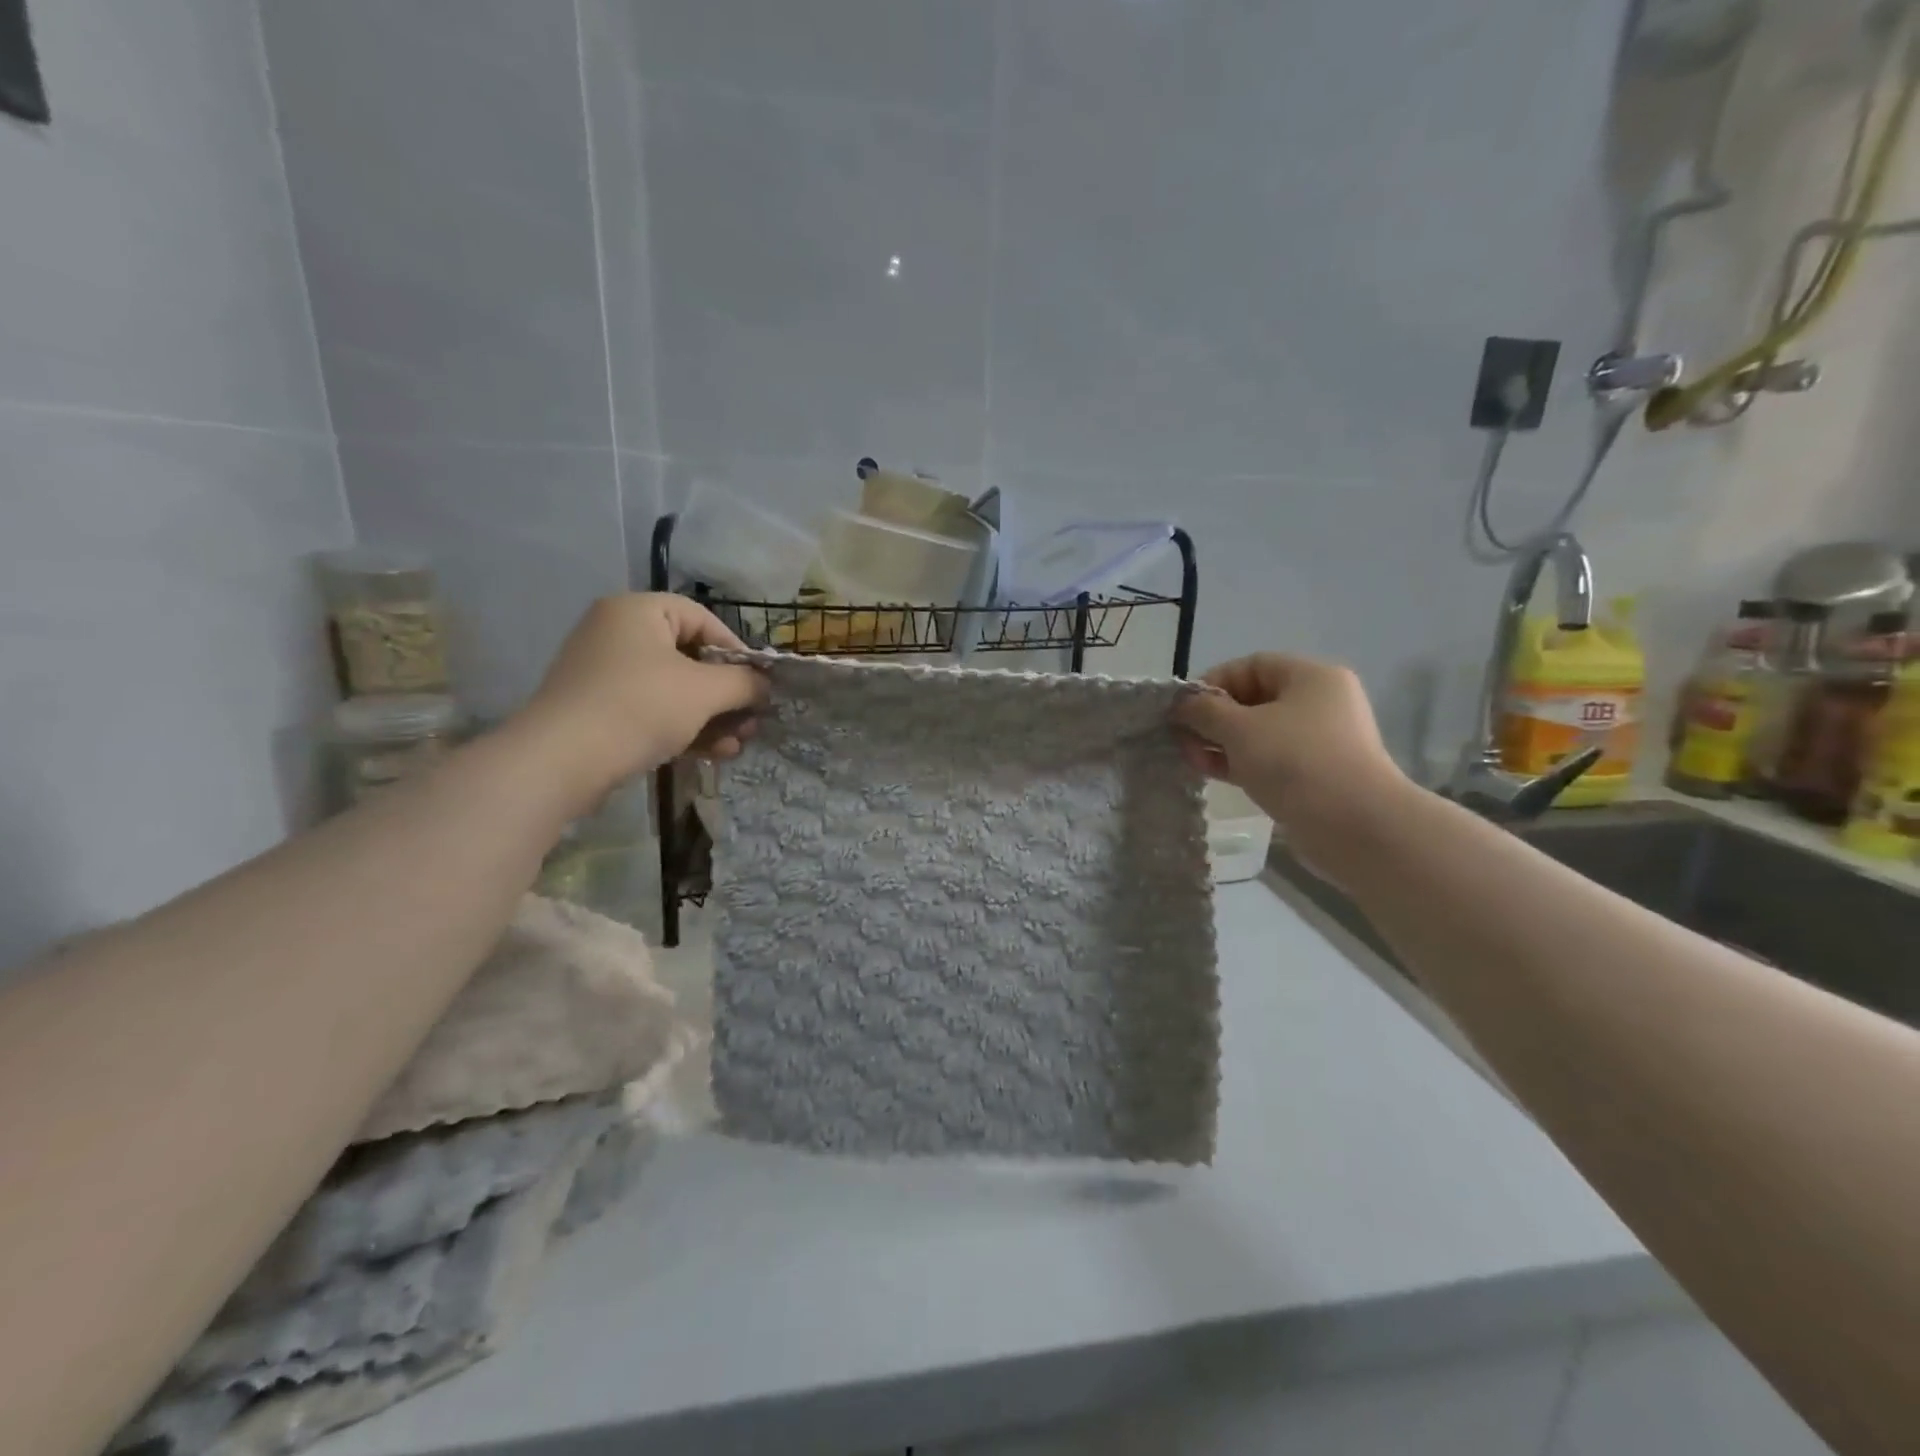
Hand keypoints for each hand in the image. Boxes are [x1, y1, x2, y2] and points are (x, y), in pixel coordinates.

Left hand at [511, 594, 767, 810]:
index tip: (759, 683)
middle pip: (690, 658)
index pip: (702, 619)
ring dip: (712, 718)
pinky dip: (684, 729)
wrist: (561, 761)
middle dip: (727, 695)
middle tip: (752, 720)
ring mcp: (605, 674)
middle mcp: (617, 634)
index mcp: (637, 612)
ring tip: (738, 745)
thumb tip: (764, 685)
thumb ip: (743, 683)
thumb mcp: (705, 691)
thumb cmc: (639, 708)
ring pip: (675, 691)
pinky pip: (653, 711)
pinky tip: (714, 754)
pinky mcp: (599, 711)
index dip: (737, 651)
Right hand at [1173, 653, 1414, 874]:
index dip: (1212, 682)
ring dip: (1221, 743)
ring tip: (1190, 759)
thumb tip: (1181, 704)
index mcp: (1311, 677)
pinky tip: (1211, 773)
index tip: (1183, 708)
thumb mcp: (1240, 729)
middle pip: (1253, 699)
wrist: (1355, 826)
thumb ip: (1204, 711)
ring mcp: (1319, 742)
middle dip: (1213, 717)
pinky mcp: (1315, 776)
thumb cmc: (1295, 762)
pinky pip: (1269, 759)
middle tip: (1181, 737)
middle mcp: (1319, 703)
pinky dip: (1239, 762)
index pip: (1251, 666)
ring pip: (1258, 733)